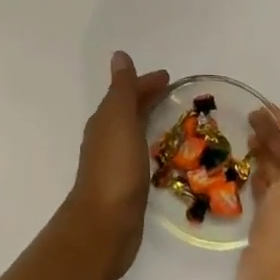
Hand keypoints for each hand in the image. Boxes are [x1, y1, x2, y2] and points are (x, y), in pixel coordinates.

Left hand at [62, 51, 169, 279]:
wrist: (104, 224)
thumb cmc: (114, 168)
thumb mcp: (119, 120)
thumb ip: (122, 89)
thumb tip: (119, 55)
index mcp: (105, 120)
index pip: (127, 93)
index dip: (146, 83)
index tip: (170, 78)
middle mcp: (106, 138)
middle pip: (129, 110)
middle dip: (148, 99)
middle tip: (175, 94)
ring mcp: (114, 162)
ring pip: (133, 132)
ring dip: (149, 121)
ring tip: (174, 121)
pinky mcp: (125, 185)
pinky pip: (140, 155)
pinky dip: (150, 146)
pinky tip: (162, 155)